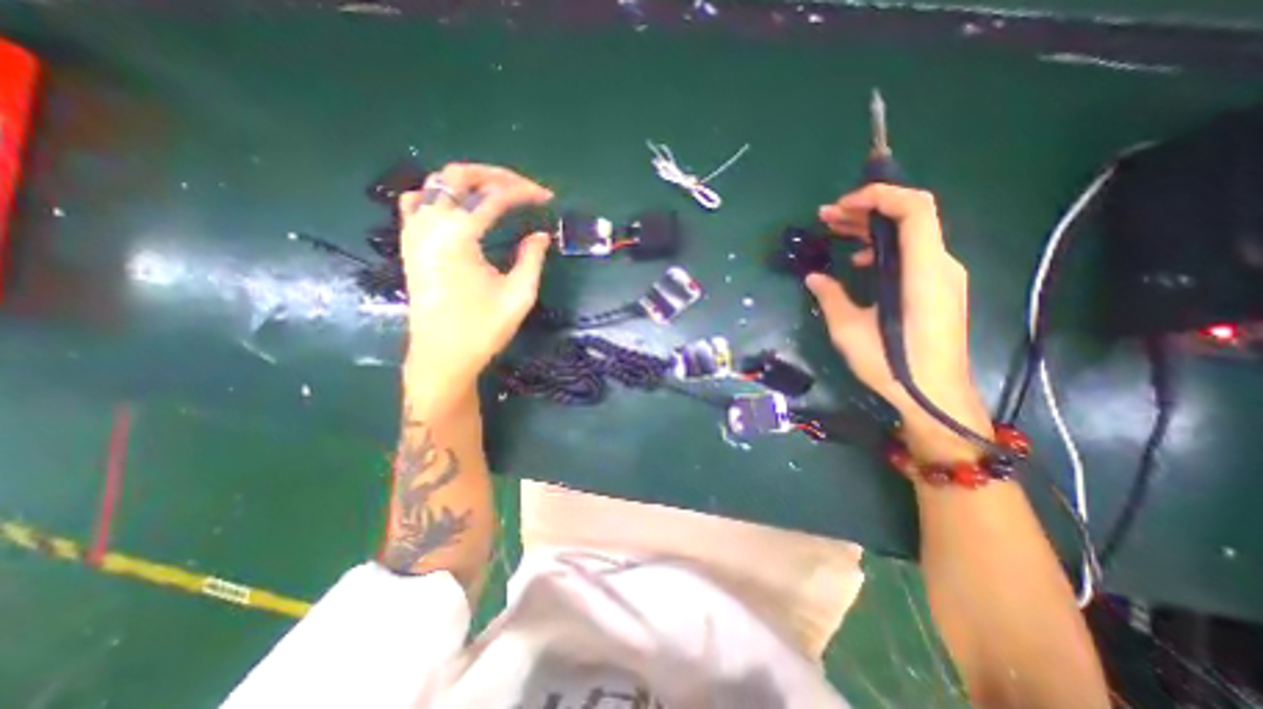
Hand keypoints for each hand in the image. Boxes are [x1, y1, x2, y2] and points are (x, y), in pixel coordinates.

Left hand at [397, 162, 550, 394]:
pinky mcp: (410, 244)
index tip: (547, 197)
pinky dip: (441, 194)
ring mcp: (414, 232)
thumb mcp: (518, 295)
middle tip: (523, 187)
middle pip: (458, 175)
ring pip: (435, 183)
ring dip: (469, 181)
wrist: (442, 357)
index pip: (493, 196)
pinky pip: (418, 202)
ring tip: (498, 192)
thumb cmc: (482, 329)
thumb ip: (532, 259)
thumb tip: (540, 234)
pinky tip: (458, 206)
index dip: (524, 192)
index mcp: (457, 236)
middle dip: (495, 174)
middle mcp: (429, 224)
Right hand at [799, 185, 996, 457]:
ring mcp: (944, 277)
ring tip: (836, 231)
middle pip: (910, 217)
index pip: (915, 209)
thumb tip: (814, 277)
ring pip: (911, 234)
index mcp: (922, 272)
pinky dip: (885, 247)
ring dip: (873, 228)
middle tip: (828, 216)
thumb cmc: (893, 364)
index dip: (880, 195)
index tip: (843, 205)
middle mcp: (941, 266)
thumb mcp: (850, 331)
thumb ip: (831, 297)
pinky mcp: (939, 289)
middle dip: (867, 209)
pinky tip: (860, 261)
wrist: (935, 395)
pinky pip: (913, 254)